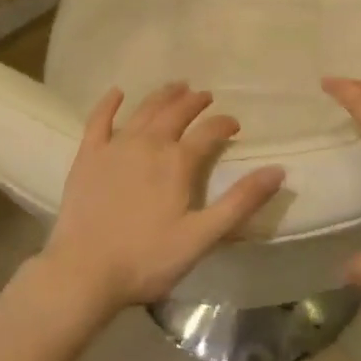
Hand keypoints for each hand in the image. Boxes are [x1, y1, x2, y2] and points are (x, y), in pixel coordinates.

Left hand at [39, 83, 284, 313]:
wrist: (83, 273)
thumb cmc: (147, 259)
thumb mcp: (202, 236)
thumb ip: (240, 202)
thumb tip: (277, 170)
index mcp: (177, 162)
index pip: (209, 131)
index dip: (225, 124)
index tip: (235, 125)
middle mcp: (148, 144)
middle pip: (176, 112)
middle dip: (194, 101)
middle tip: (205, 96)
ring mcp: (115, 147)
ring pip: (144, 110)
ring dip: (162, 95)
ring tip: (176, 86)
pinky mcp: (87, 156)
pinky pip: (98, 120)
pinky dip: (109, 103)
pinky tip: (116, 92)